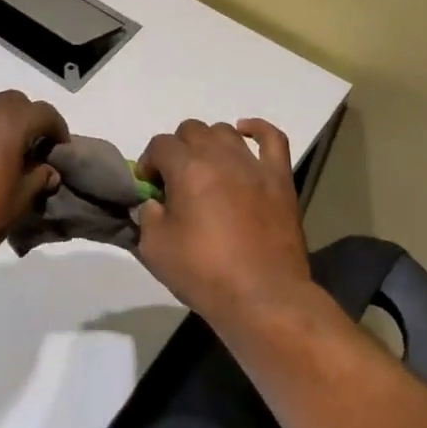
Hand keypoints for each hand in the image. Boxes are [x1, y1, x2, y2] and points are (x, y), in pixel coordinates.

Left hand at [0, 77, 68, 275]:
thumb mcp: (17, 204)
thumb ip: (37, 179)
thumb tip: (49, 169)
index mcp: (11, 126)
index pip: (44, 114)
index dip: (57, 128)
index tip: (59, 148)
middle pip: (17, 103)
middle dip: (29, 121)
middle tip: (30, 151)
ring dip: (0, 115)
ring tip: (0, 141)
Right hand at [134, 118, 315, 330]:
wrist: (264, 298)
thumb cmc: (205, 274)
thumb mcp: (155, 249)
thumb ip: (146, 216)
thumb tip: (153, 203)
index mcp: (187, 169)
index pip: (159, 145)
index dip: (149, 163)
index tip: (150, 189)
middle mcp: (220, 156)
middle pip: (191, 130)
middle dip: (177, 150)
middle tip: (176, 182)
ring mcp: (253, 165)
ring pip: (224, 131)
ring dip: (209, 143)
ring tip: (206, 169)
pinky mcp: (279, 178)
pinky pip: (272, 138)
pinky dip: (257, 129)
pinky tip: (245, 132)